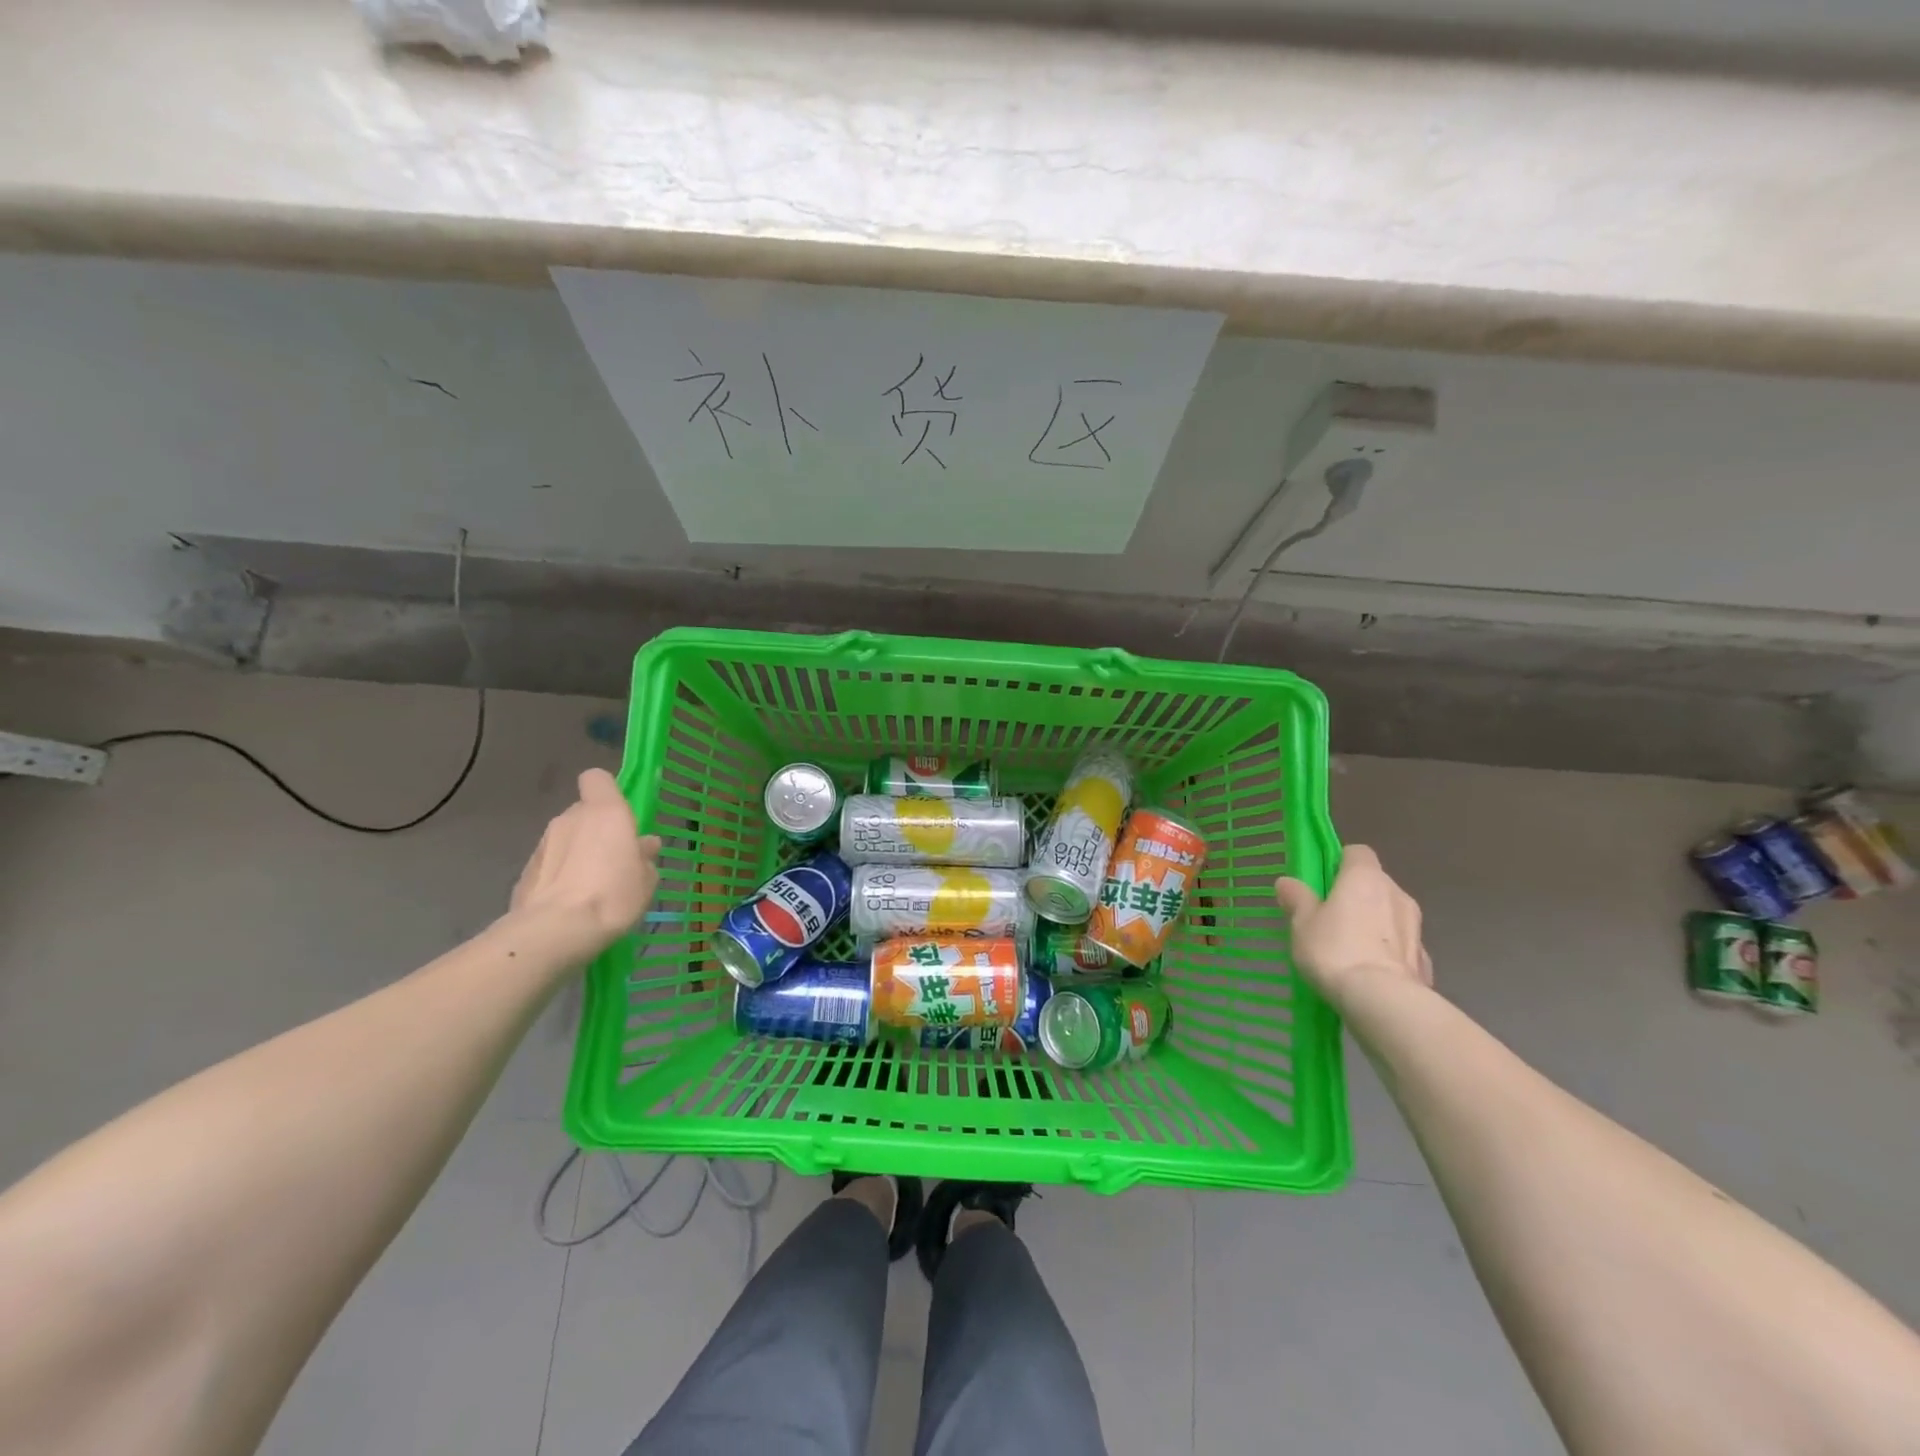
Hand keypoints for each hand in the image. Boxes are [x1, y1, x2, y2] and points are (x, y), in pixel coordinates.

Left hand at [510, 769, 660, 964]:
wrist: (555, 931)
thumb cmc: (613, 895)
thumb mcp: (646, 880)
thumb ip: (644, 857)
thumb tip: (644, 845)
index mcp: (605, 812)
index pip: (597, 779)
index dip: (607, 792)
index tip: (620, 815)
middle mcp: (571, 818)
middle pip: (583, 812)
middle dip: (596, 830)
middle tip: (613, 860)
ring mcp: (543, 843)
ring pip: (566, 838)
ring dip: (577, 853)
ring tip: (591, 887)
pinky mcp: (525, 870)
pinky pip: (550, 863)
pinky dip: (559, 875)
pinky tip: (569, 902)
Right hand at [1275, 845, 1431, 1009]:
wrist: (1383, 1002)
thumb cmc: (1335, 950)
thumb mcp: (1302, 923)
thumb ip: (1297, 899)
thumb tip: (1287, 882)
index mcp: (1365, 878)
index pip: (1357, 852)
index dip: (1339, 862)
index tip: (1322, 882)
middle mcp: (1397, 894)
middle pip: (1375, 884)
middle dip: (1356, 896)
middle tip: (1329, 919)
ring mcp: (1416, 929)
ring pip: (1390, 916)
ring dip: (1374, 925)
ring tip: (1349, 951)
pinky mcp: (1425, 961)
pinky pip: (1401, 948)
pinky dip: (1388, 954)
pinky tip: (1370, 974)